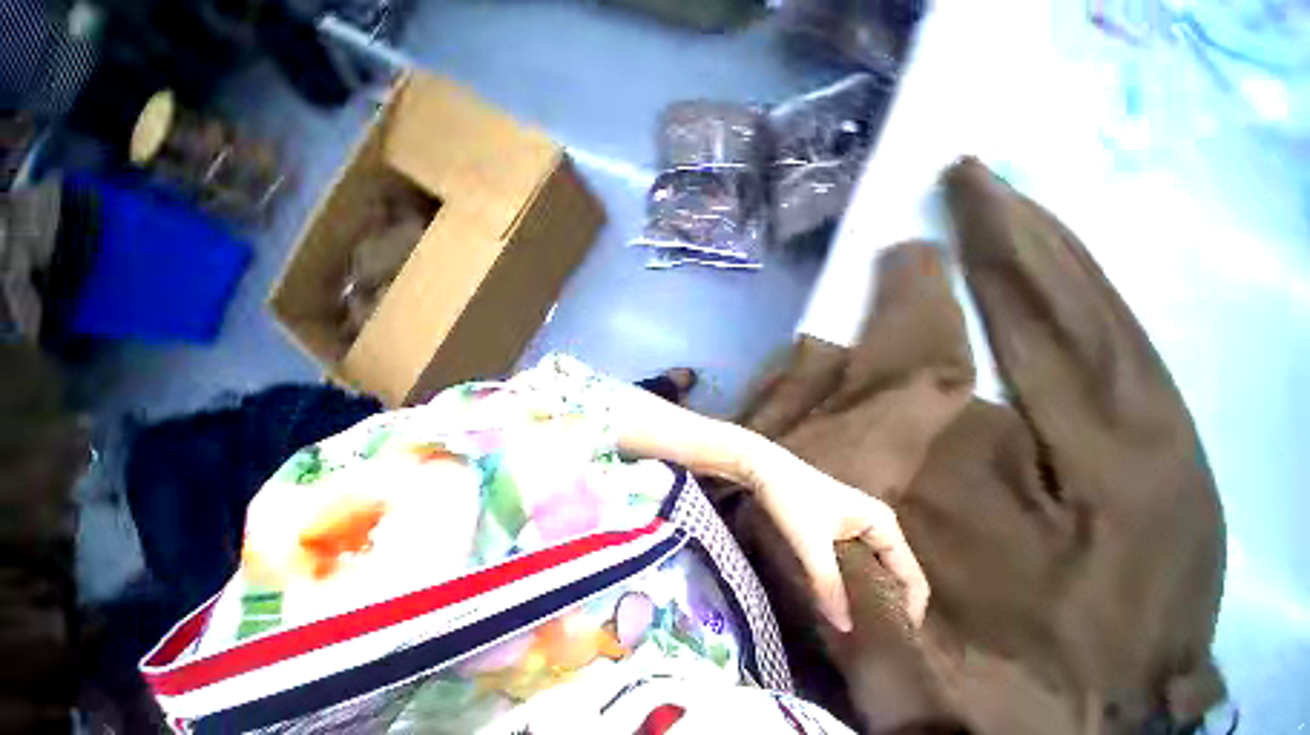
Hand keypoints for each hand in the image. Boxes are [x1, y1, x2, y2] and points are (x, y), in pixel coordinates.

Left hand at [752, 454, 929, 631]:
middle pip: (895, 574)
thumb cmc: (791, 498)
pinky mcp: (838, 523)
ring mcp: (857, 522)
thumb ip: (828, 585)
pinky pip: (855, 559)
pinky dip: (851, 579)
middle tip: (874, 639)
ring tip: (855, 624)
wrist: (763, 466)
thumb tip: (845, 628)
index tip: (894, 643)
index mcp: (883, 524)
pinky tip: (838, 596)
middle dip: (887, 605)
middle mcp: (877, 522)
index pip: (913, 578)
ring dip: (866, 593)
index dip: (909, 612)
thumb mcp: (810, 544)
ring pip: (873, 567)